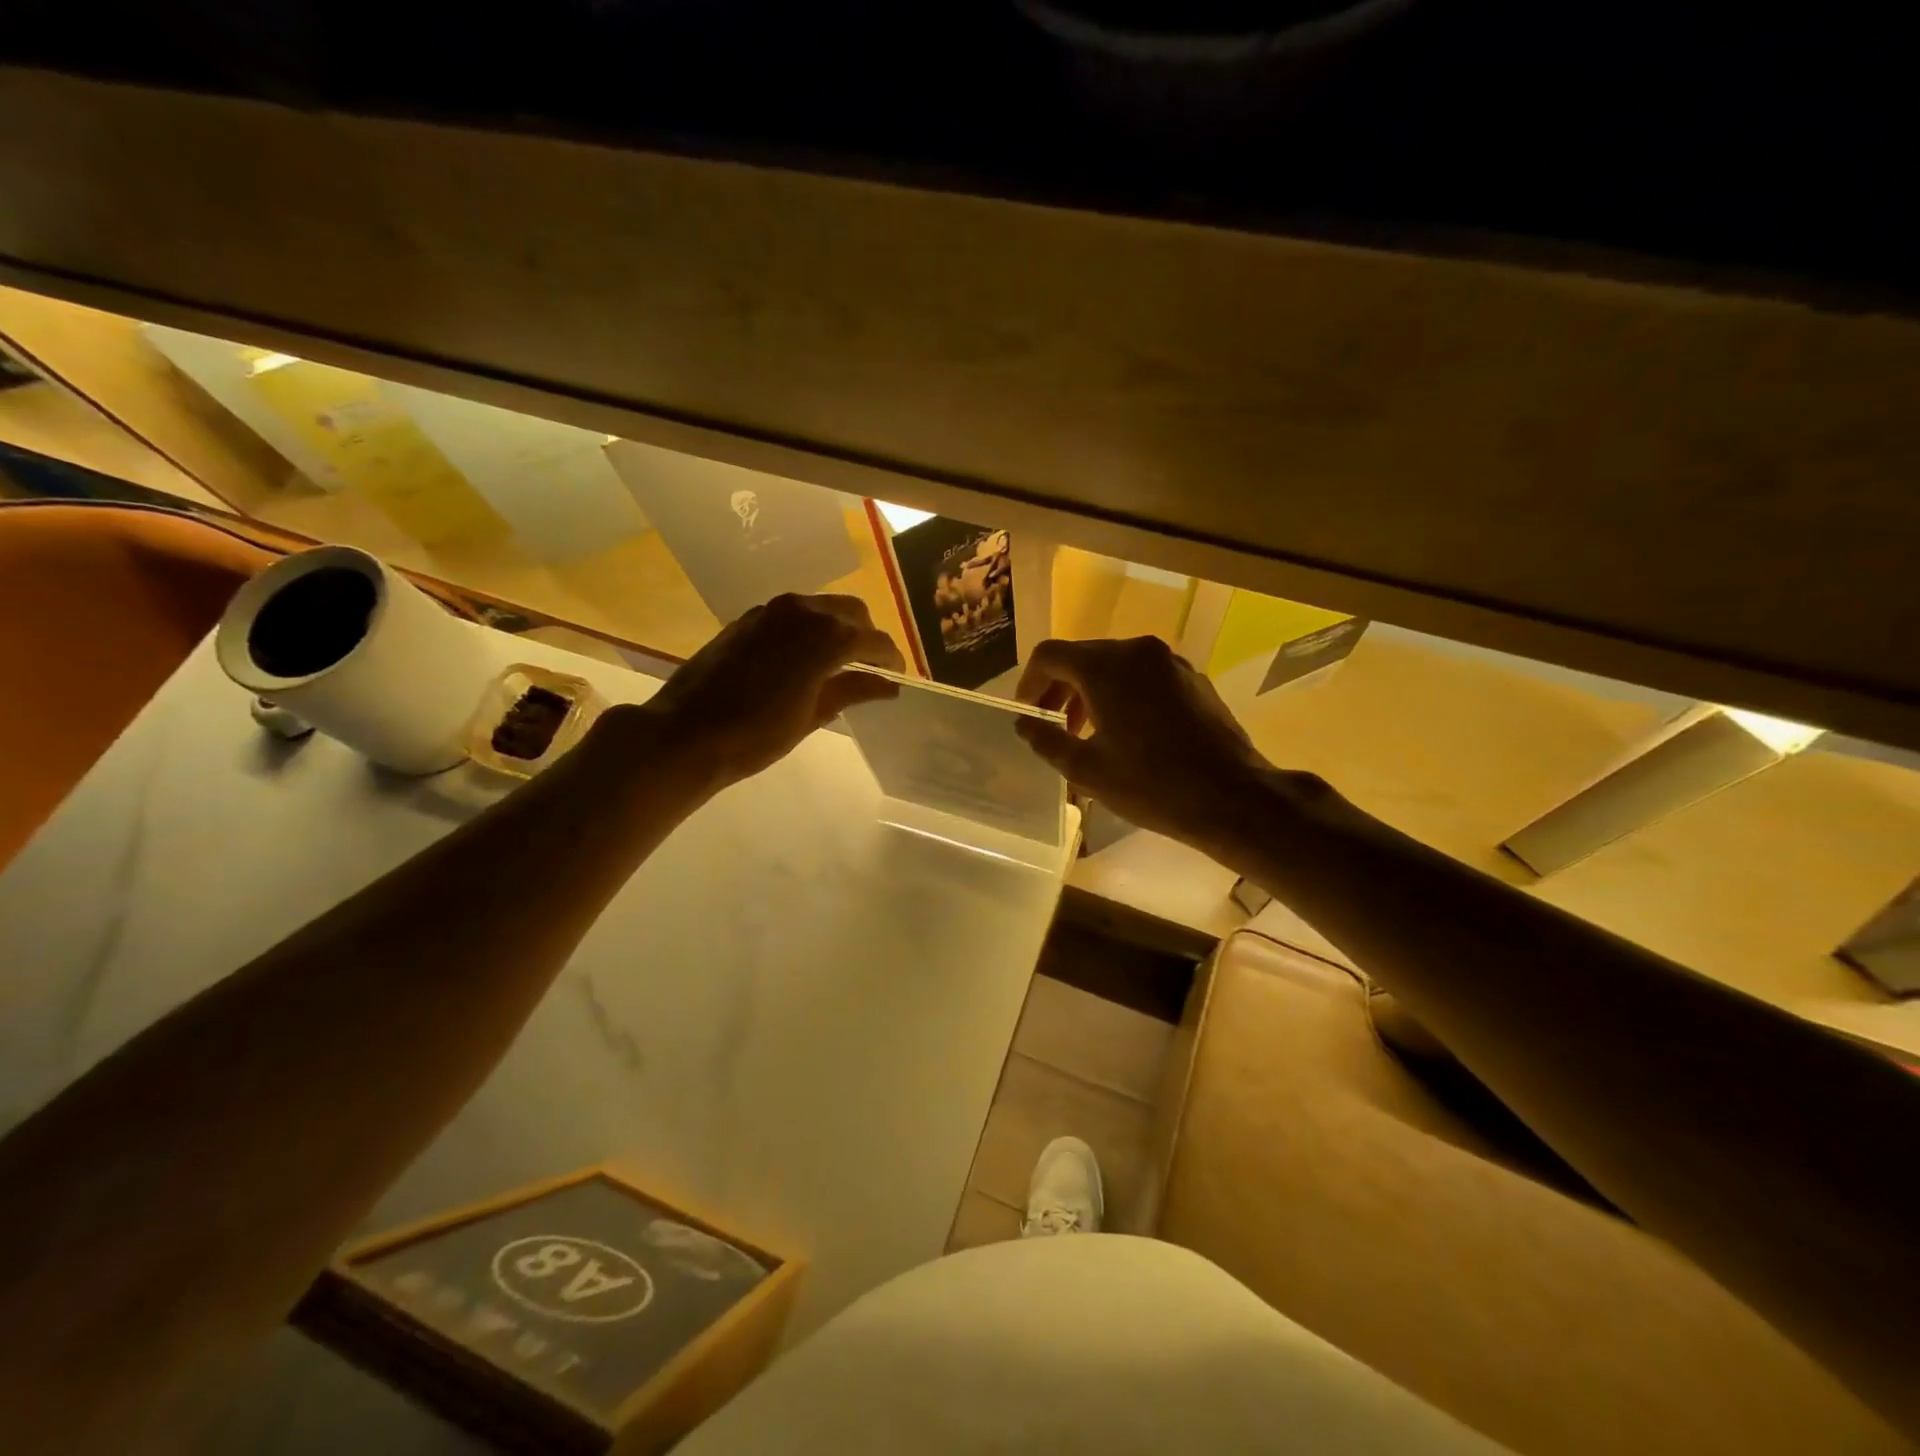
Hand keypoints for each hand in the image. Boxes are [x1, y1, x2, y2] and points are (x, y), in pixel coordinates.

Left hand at [632, 594, 903, 791]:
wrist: (686, 733)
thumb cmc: (757, 734)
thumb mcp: (814, 715)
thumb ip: (854, 691)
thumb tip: (889, 684)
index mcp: (827, 636)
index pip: (875, 640)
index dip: (891, 659)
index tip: (897, 677)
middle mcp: (803, 611)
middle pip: (852, 612)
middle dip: (867, 636)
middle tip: (870, 668)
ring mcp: (772, 610)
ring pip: (822, 607)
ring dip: (838, 629)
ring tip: (839, 664)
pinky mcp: (749, 618)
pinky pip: (794, 614)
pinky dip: (810, 629)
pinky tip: (803, 659)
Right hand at [1015, 636, 1289, 854]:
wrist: (1232, 797)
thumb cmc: (1151, 784)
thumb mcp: (1086, 769)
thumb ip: (1046, 740)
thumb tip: (1024, 724)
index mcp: (1106, 666)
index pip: (1050, 655)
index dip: (1029, 682)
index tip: (1026, 713)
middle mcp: (1138, 651)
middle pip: (1083, 657)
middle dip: (1060, 689)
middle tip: (1050, 725)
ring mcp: (1170, 662)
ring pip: (1115, 667)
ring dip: (1090, 693)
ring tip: (1083, 733)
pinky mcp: (1192, 679)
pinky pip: (1143, 677)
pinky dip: (1122, 695)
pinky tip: (1125, 733)